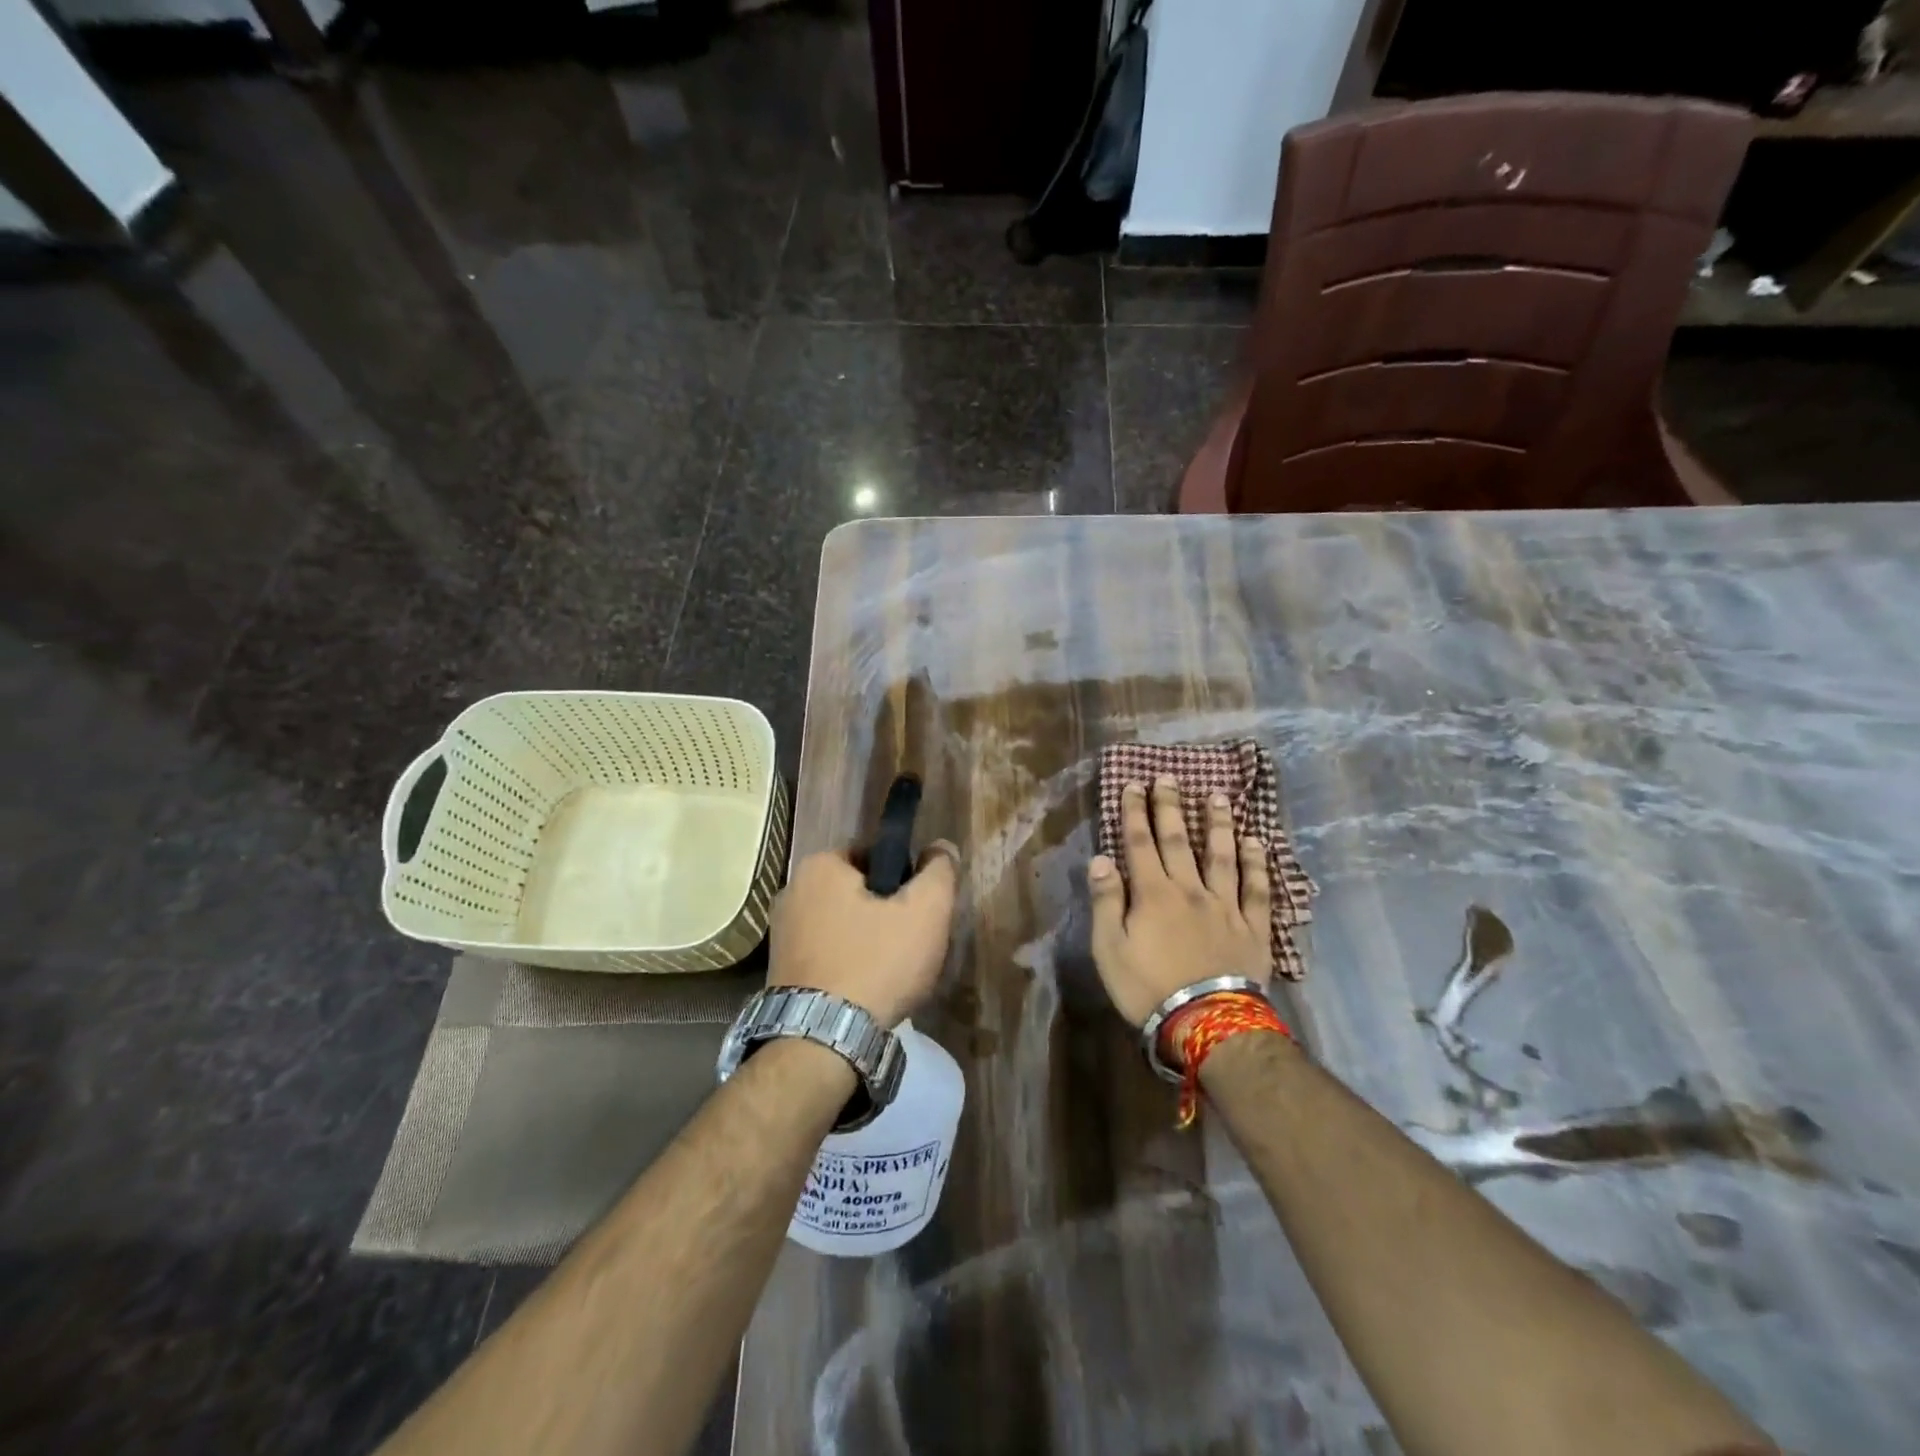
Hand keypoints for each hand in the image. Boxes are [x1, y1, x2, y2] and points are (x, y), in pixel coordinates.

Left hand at [768, 845, 959, 1027]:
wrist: (823, 1042)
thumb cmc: (877, 964)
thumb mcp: (925, 912)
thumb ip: (939, 872)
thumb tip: (941, 847)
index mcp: (820, 866)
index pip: (875, 856)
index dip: (904, 879)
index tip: (919, 910)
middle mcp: (792, 891)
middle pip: (858, 892)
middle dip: (885, 912)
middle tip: (911, 942)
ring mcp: (781, 933)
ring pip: (842, 924)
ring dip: (867, 940)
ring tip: (892, 971)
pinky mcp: (780, 970)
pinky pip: (826, 953)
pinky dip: (847, 964)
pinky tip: (866, 989)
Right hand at [1088, 778, 1271, 1026]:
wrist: (1207, 1024)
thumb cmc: (1148, 988)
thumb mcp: (1109, 949)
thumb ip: (1106, 901)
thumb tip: (1101, 859)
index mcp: (1153, 894)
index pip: (1140, 843)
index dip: (1135, 812)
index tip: (1133, 784)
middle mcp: (1190, 890)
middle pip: (1178, 841)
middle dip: (1170, 807)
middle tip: (1170, 778)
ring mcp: (1225, 906)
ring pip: (1221, 856)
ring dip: (1218, 824)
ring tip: (1218, 797)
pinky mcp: (1253, 927)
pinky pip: (1257, 889)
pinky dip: (1257, 863)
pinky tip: (1257, 842)